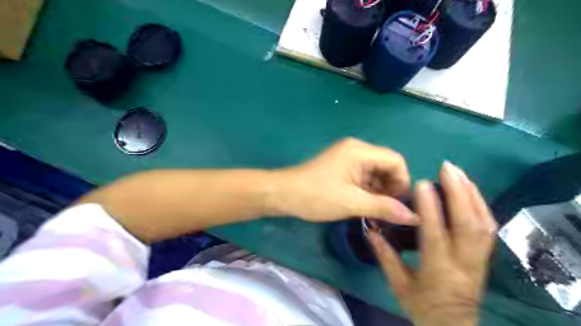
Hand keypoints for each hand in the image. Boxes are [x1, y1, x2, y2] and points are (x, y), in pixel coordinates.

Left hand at [273, 139, 417, 225]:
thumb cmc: (316, 196)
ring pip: (375, 175)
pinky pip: (363, 178)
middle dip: (391, 189)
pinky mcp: (342, 169)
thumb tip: (415, 217)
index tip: (399, 205)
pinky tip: (367, 208)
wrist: (283, 195)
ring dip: (379, 193)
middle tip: (389, 213)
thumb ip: (384, 208)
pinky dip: (368, 192)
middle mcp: (356, 150)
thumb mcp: (352, 203)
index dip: (402, 182)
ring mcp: (348, 159)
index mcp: (360, 151)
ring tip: (378, 214)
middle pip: (386, 167)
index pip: (395, 161)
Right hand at [367, 161, 499, 324]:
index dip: (430, 208)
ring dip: (472, 193)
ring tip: (458, 172)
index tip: (422, 184)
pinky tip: (470, 188)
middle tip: (447, 168)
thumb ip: (384, 255)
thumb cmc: (421, 305)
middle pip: (468, 224)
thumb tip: (370, 228)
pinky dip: (480, 203)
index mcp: (438, 271)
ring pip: (483, 222)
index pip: (435, 235)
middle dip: (458, 192)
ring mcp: (479, 259)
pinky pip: (488, 226)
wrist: (452, 324)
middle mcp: (464, 263)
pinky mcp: (485, 255)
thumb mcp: (397, 284)